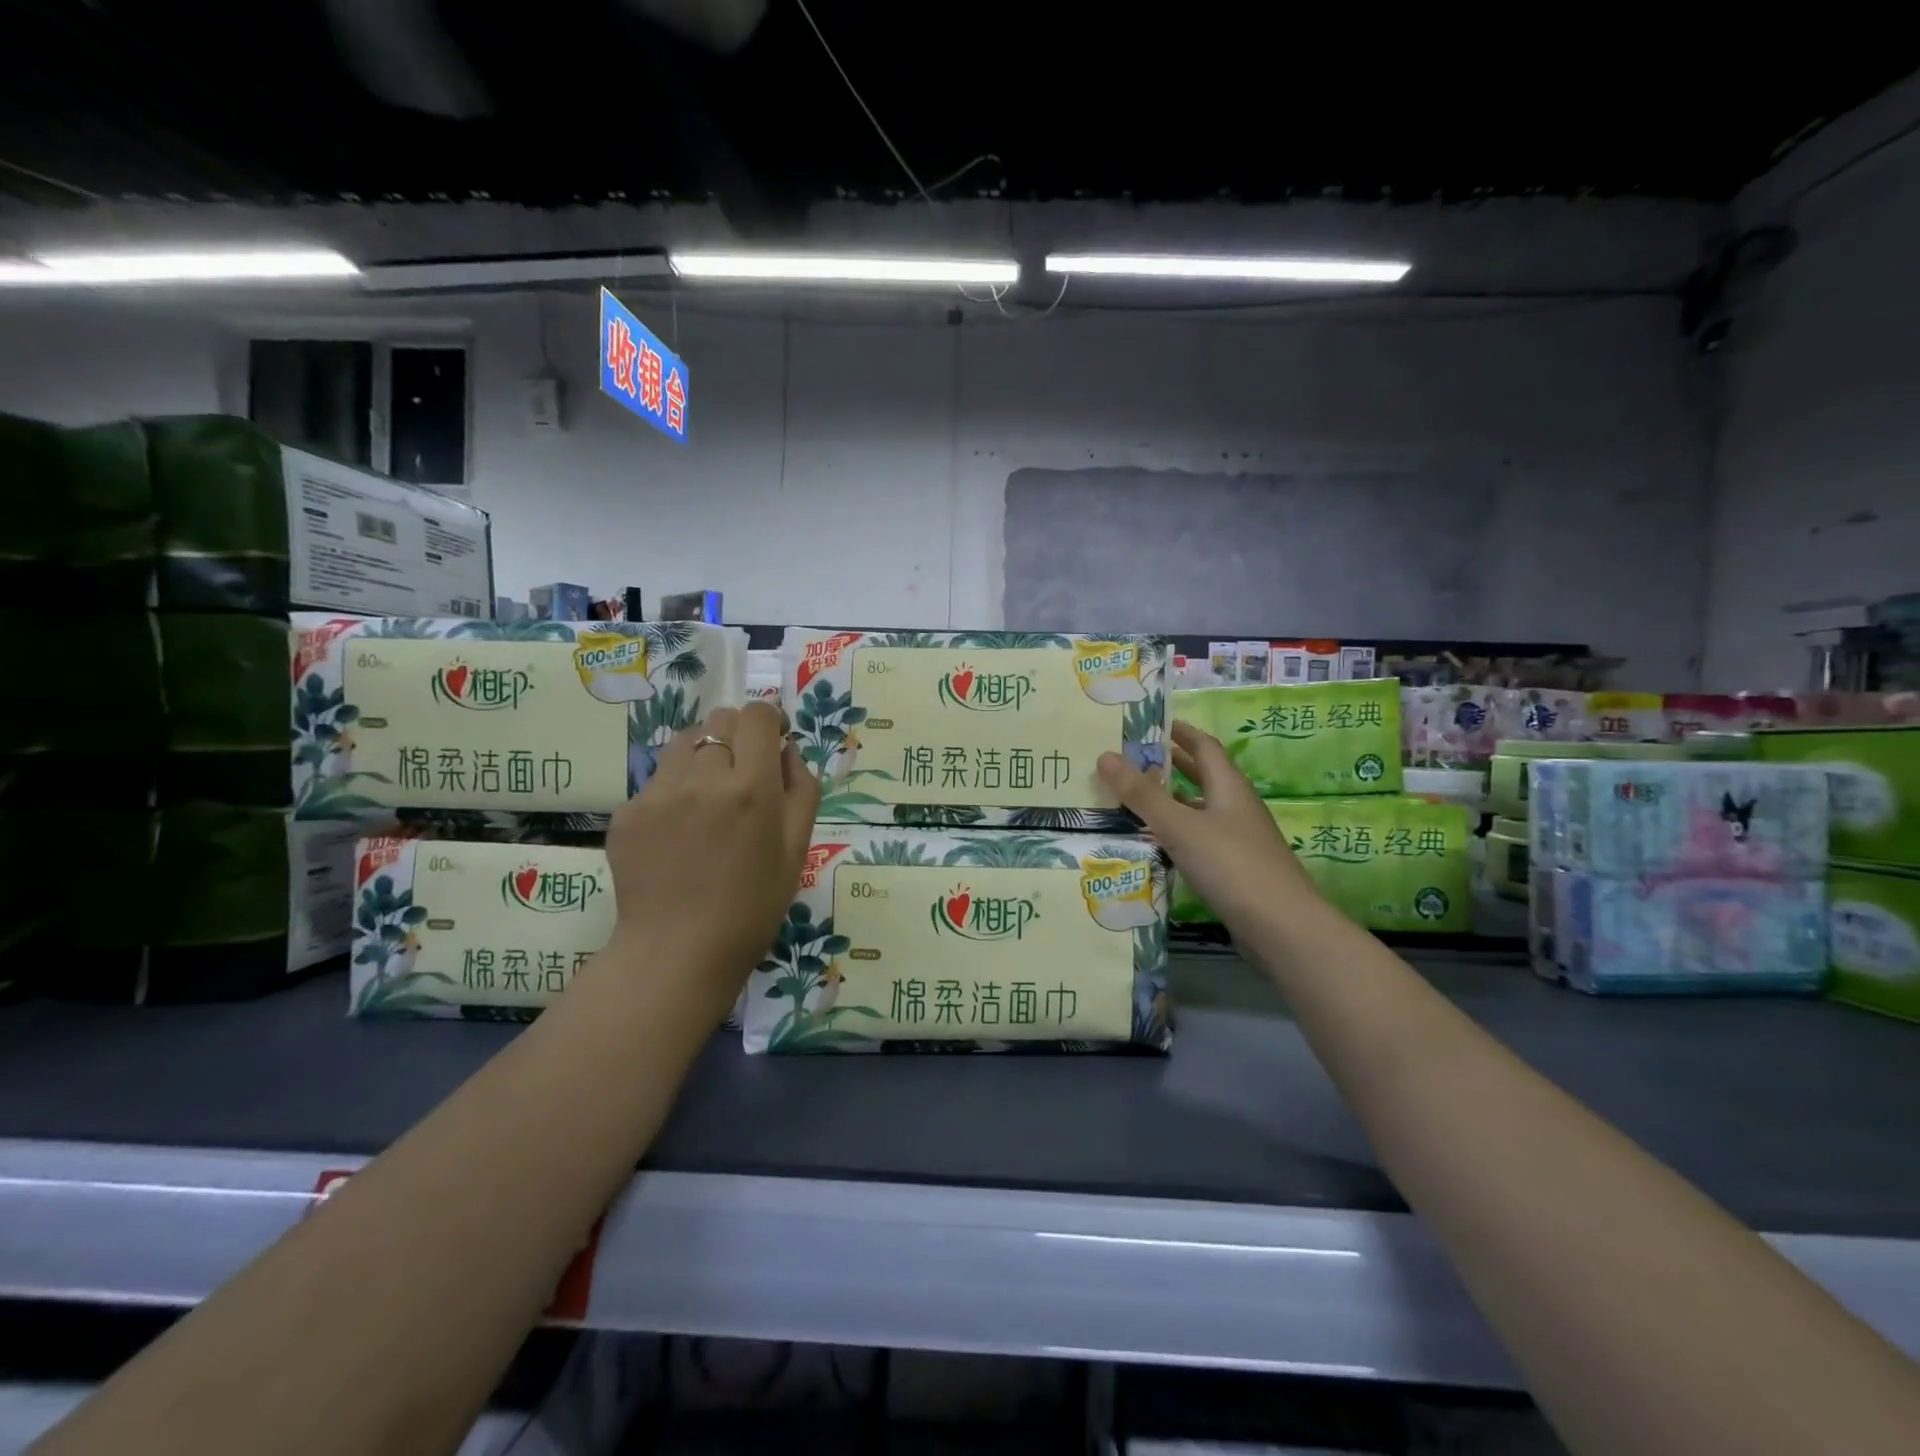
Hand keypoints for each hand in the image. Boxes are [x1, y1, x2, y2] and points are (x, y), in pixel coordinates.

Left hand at [602, 702, 819, 1026]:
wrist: (679, 953)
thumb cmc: (753, 906)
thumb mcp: (797, 848)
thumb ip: (801, 788)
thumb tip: (787, 749)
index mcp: (751, 787)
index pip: (756, 715)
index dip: (768, 721)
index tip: (772, 742)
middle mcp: (703, 778)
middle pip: (719, 719)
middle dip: (737, 735)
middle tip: (743, 774)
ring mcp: (658, 793)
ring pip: (685, 742)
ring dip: (703, 754)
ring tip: (708, 798)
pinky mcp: (627, 812)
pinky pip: (658, 780)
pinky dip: (675, 791)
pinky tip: (679, 833)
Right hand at [1097, 720, 1319, 928]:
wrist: (1282, 927)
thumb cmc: (1232, 865)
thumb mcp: (1180, 826)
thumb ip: (1142, 794)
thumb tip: (1105, 756)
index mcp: (1229, 787)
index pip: (1205, 746)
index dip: (1181, 732)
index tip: (1152, 723)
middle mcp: (1236, 807)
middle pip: (1204, 776)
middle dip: (1173, 764)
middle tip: (1134, 758)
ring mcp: (1238, 839)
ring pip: (1200, 809)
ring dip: (1171, 800)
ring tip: (1134, 797)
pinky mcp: (1234, 868)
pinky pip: (1199, 838)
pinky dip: (1176, 832)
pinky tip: (1155, 842)